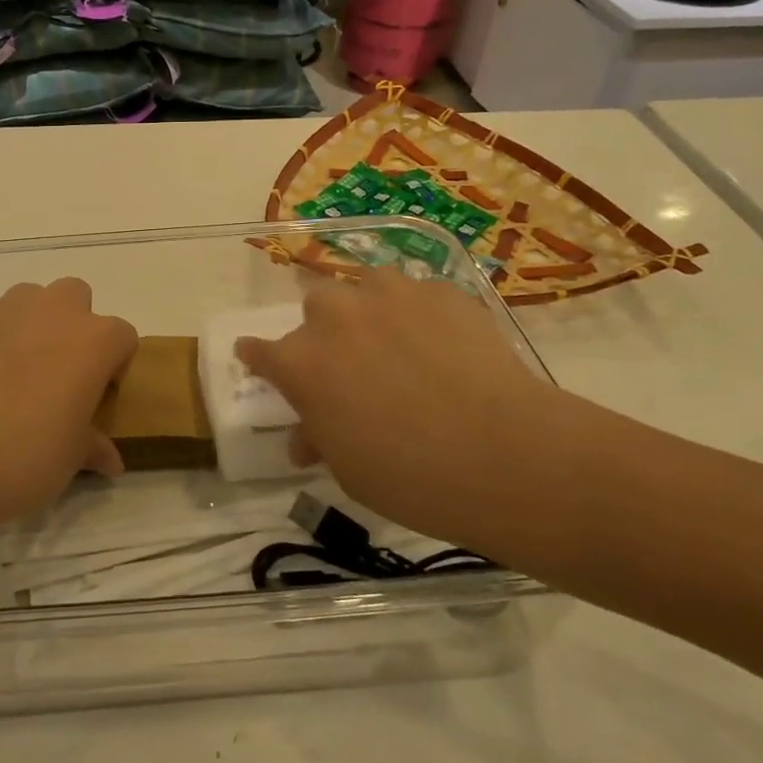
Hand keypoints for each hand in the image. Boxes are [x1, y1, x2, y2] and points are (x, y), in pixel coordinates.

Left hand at [0, 279, 137, 531]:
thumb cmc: (22, 456)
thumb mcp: (68, 461)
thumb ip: (91, 447)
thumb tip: (109, 459)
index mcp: (93, 341)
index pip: (122, 336)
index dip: (113, 365)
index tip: (96, 397)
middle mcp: (52, 311)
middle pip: (75, 298)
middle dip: (72, 327)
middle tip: (56, 376)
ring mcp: (2, 309)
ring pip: (28, 301)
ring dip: (30, 326)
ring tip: (12, 376)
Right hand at [235, 269, 566, 544]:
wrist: (507, 456)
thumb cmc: (410, 476)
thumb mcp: (348, 469)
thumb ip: (319, 439)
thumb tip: (306, 438)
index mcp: (300, 361)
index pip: (259, 352)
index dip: (256, 357)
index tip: (255, 359)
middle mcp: (335, 315)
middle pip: (314, 307)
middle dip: (324, 331)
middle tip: (350, 362)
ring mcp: (389, 295)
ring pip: (365, 286)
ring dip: (370, 308)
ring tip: (396, 339)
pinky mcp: (441, 291)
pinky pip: (418, 294)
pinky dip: (420, 314)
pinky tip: (445, 344)